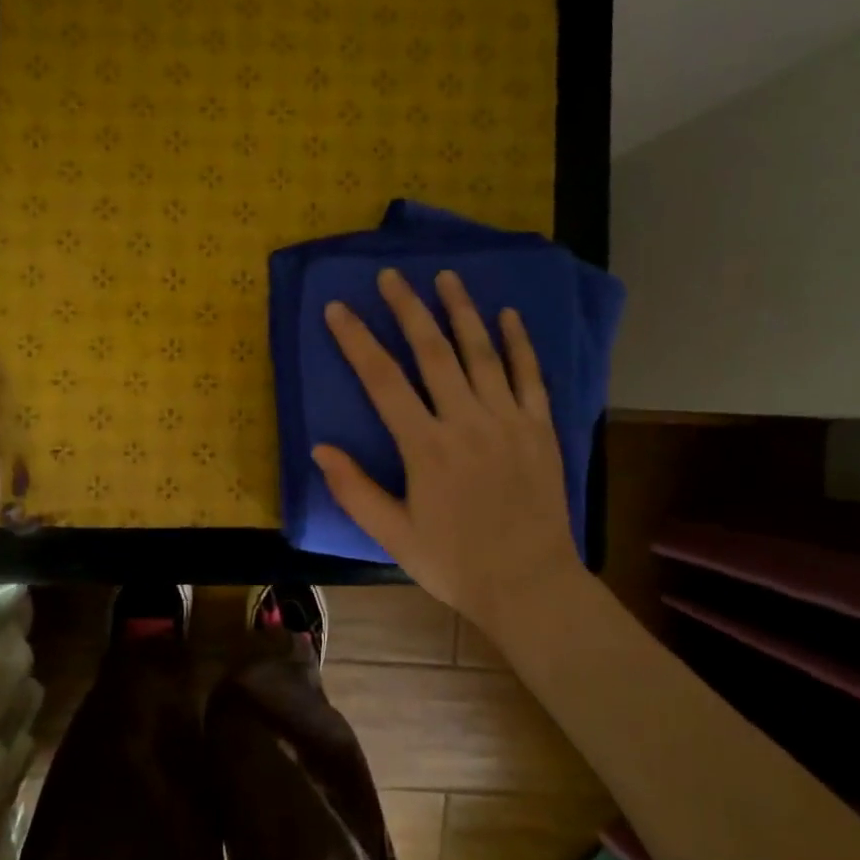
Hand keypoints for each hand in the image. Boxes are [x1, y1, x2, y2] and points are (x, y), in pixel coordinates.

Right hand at [316, 268, 583, 629]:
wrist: (529, 585)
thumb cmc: (455, 563)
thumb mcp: (394, 535)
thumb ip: (355, 490)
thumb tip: (319, 448)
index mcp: (426, 448)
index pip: (383, 381)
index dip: (357, 340)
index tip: (337, 309)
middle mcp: (467, 422)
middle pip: (434, 352)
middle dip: (409, 310)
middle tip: (391, 275)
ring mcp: (509, 421)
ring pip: (483, 353)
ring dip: (462, 311)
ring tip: (446, 276)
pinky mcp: (541, 428)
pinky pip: (530, 375)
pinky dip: (519, 342)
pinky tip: (508, 314)